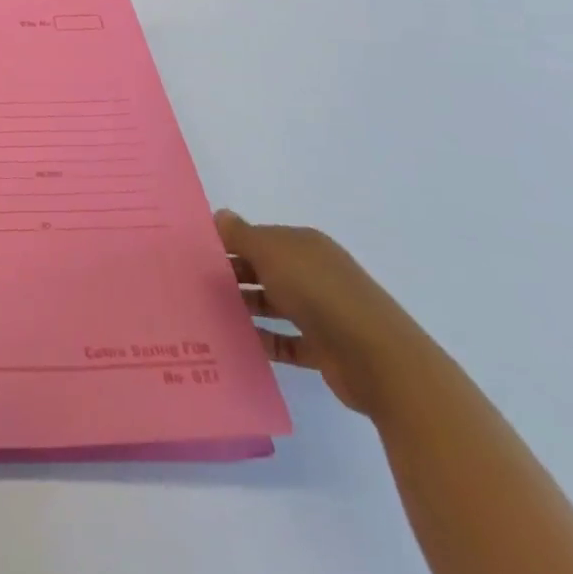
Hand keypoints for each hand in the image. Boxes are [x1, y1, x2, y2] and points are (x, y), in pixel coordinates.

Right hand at [215, 210, 429, 416]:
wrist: (378, 358)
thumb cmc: (319, 293)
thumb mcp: (272, 254)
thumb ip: (242, 235)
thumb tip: (220, 215)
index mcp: (304, 246)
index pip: (259, 238)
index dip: (229, 243)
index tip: (196, 255)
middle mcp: (313, 273)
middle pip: (265, 270)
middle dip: (233, 275)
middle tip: (195, 285)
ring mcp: (321, 311)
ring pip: (273, 304)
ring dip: (246, 308)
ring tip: (208, 313)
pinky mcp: (323, 348)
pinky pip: (285, 340)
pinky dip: (264, 340)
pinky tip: (237, 342)